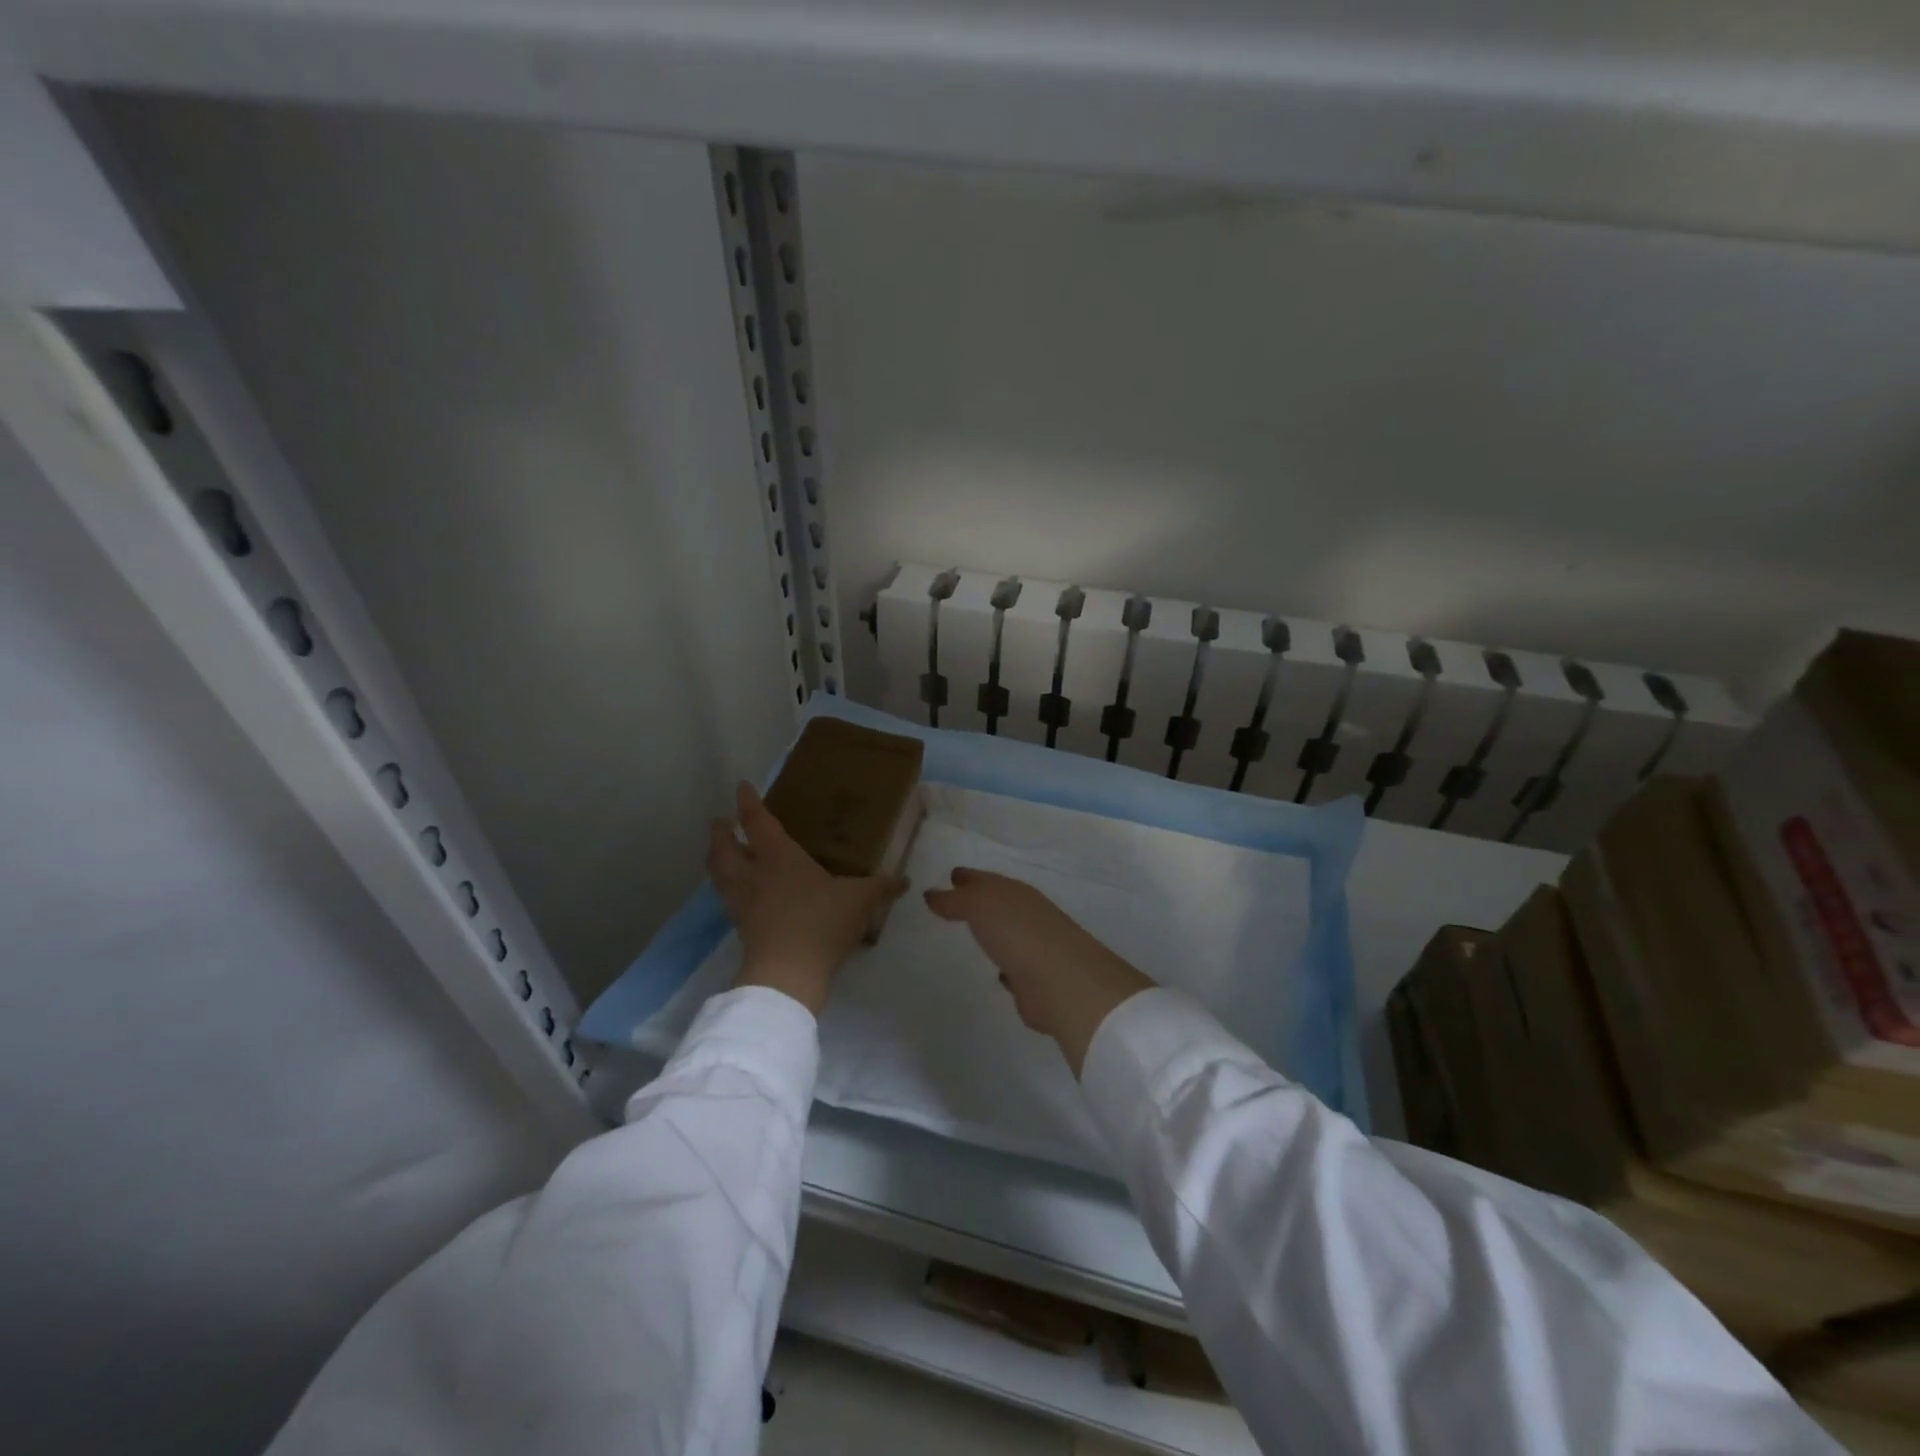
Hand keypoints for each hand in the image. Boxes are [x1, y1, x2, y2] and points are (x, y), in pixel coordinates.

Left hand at [706, 782, 907, 1014]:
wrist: (787, 973)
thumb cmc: (822, 923)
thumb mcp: (860, 901)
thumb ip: (881, 888)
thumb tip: (904, 880)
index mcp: (780, 857)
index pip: (758, 822)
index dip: (748, 803)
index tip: (741, 787)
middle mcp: (754, 874)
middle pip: (724, 847)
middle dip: (720, 833)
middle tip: (720, 823)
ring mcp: (743, 902)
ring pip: (719, 874)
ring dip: (715, 859)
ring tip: (719, 854)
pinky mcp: (740, 928)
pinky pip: (727, 900)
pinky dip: (726, 890)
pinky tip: (738, 895)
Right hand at [923, 869, 1153, 1076]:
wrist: (1062, 981)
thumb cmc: (1018, 934)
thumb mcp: (979, 906)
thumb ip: (955, 900)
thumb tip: (932, 894)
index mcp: (1017, 894)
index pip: (988, 880)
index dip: (970, 878)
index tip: (952, 875)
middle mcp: (1029, 916)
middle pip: (999, 905)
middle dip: (981, 903)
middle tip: (956, 902)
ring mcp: (1036, 949)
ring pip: (1010, 935)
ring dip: (996, 935)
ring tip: (976, 936)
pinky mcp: (1037, 983)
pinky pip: (1017, 969)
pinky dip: (1009, 968)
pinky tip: (1000, 973)